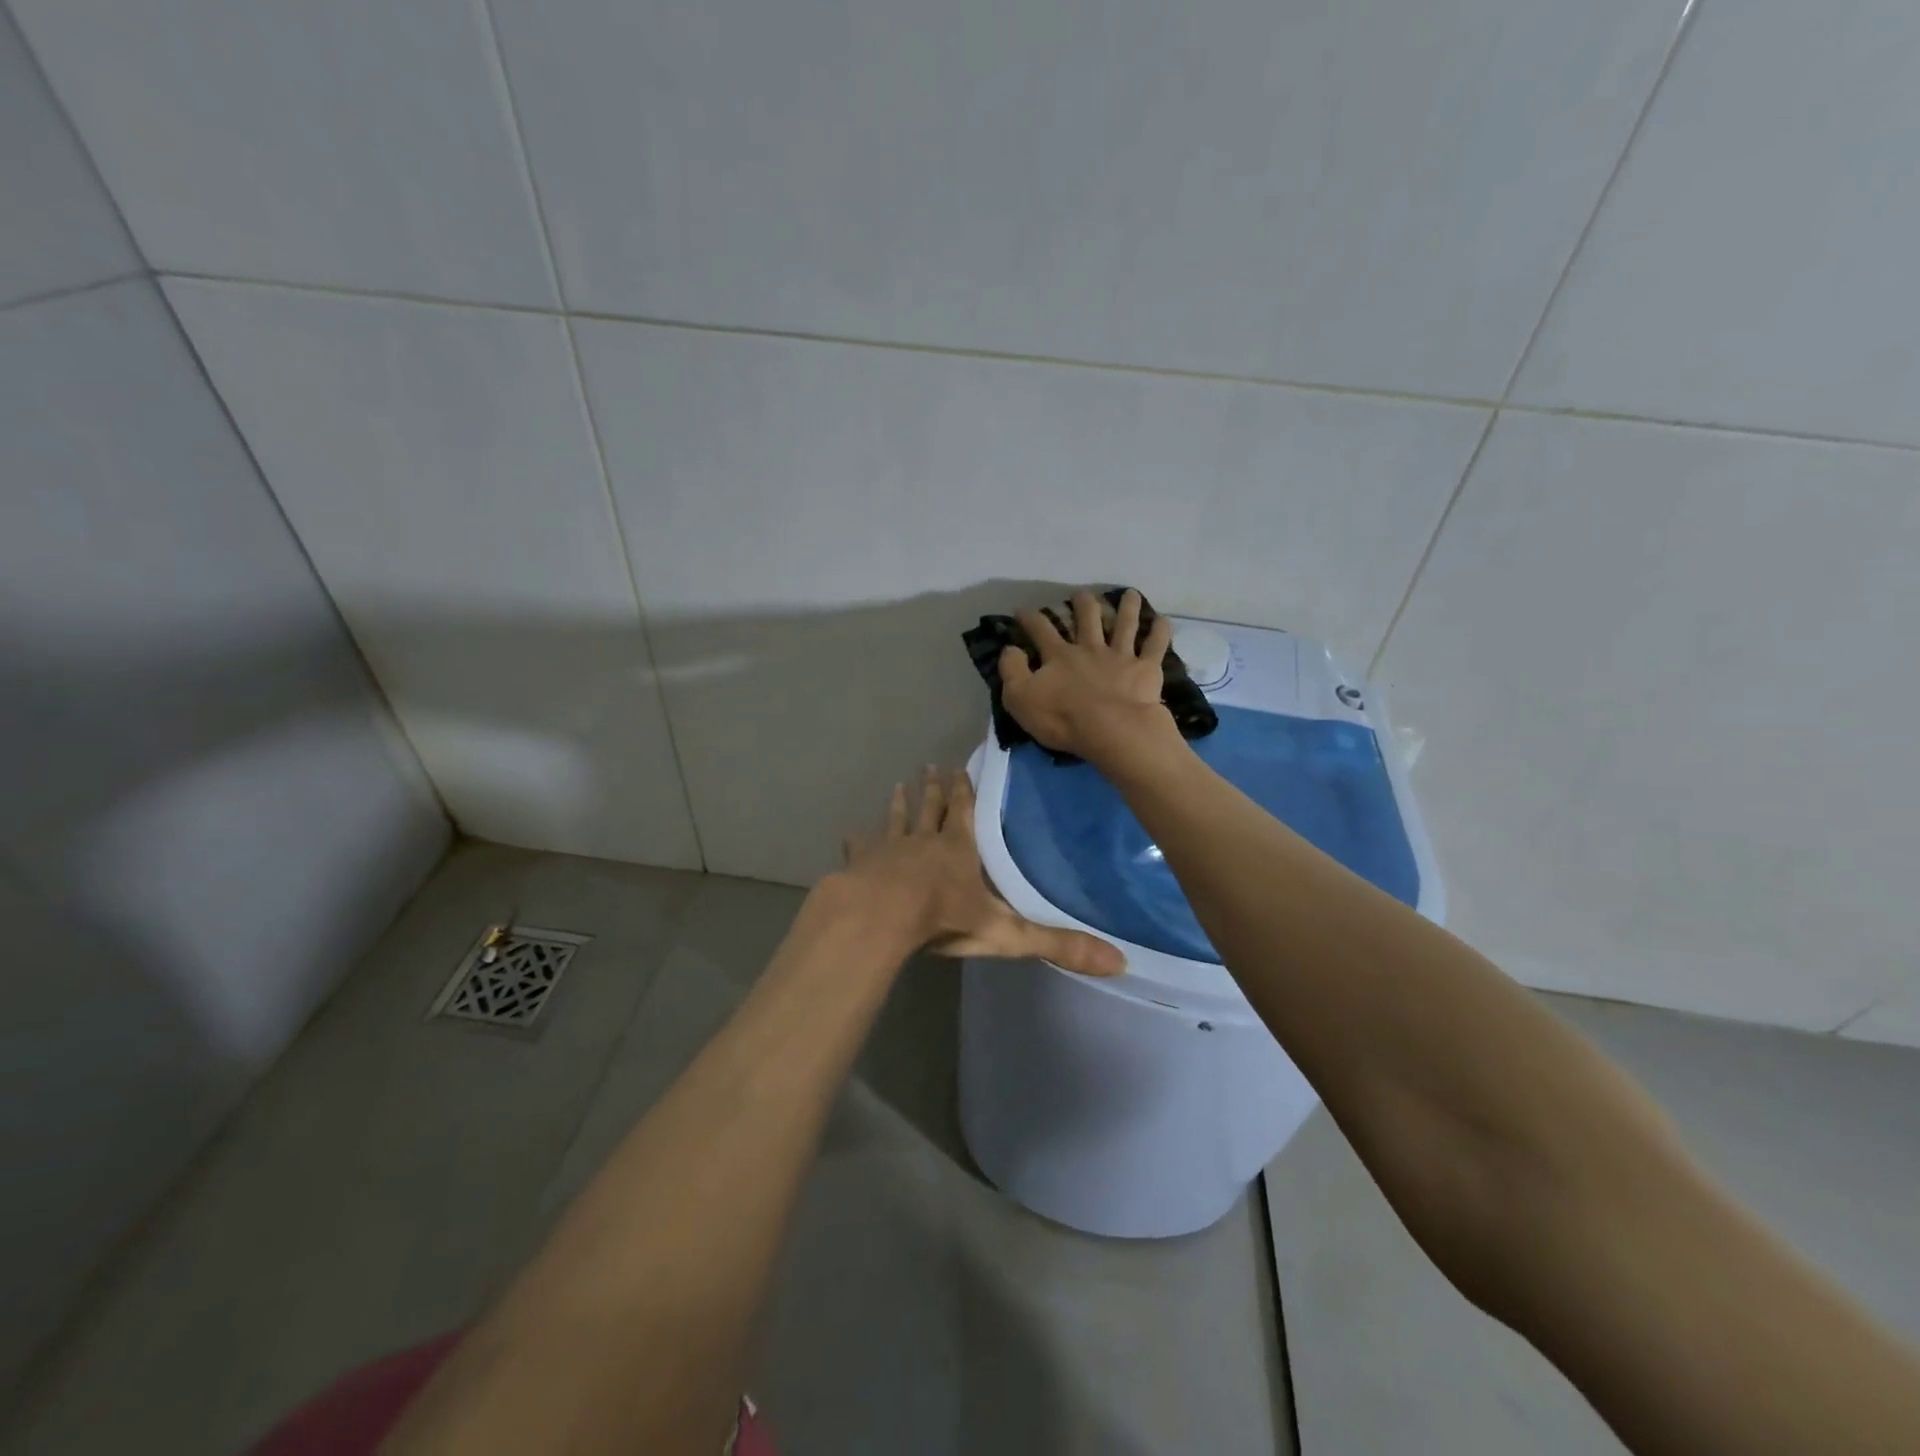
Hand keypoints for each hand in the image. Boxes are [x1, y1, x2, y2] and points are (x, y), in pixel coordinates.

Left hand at [839, 767, 1123, 975]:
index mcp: (959, 849)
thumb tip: (1119, 961)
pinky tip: (851, 835)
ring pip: (897, 820)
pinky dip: (858, 841)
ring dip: (900, 803)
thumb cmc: (943, 919)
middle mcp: (924, 841)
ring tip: (899, 784)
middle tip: (929, 767)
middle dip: (933, 789)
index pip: (964, 812)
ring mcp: (888, 850)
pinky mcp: (860, 864)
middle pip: (930, 808)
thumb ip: (1058, 945)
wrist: (880, 918)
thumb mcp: (1007, 933)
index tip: (959, 768)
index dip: (964, 791)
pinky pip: (860, 848)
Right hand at [1000, 588, 1179, 761]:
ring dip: (1127, 607)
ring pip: (1124, 624)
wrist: (1111, 731)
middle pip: (1087, 617)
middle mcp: (1090, 648)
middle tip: (1081, 594)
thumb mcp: (1020, 698)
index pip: (1040, 629)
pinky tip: (1163, 620)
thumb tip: (1010, 649)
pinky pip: (1156, 645)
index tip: (1022, 609)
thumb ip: (1012, 671)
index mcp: (1059, 655)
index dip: (1029, 618)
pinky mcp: (1145, 669)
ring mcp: (1120, 656)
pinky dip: (1160, 631)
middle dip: (1083, 603)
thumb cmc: (1062, 718)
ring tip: (1130, 595)